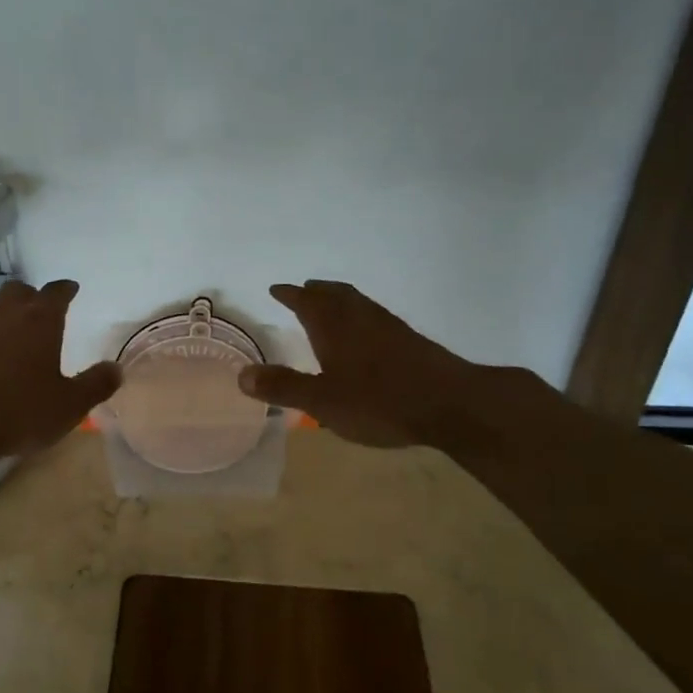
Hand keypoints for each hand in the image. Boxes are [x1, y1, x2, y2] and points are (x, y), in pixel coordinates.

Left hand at [0, 279, 120, 460]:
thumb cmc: (18, 412)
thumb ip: (96, 385)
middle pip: (18, 290)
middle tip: (36, 311)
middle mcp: (4, 311)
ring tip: (3, 327)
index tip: (70, 290)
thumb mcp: (69, 406)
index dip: (65, 290)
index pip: (57, 292)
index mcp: (40, 320)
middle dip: (30, 296)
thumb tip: (117, 368)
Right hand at [238, 281, 548, 452]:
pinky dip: (361, 315)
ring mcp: (388, 326)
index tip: (276, 289)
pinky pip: (375, 316)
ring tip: (331, 305)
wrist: (450, 404)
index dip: (289, 295)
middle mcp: (360, 317)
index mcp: (334, 326)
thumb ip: (284, 387)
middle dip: (316, 291)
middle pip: (335, 294)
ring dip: (340, 299)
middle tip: (304, 289)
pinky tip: (367, 335)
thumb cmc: (378, 401)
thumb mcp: (322, 401)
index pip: (306, 301)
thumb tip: (242, 375)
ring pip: (358, 302)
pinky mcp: (410, 340)